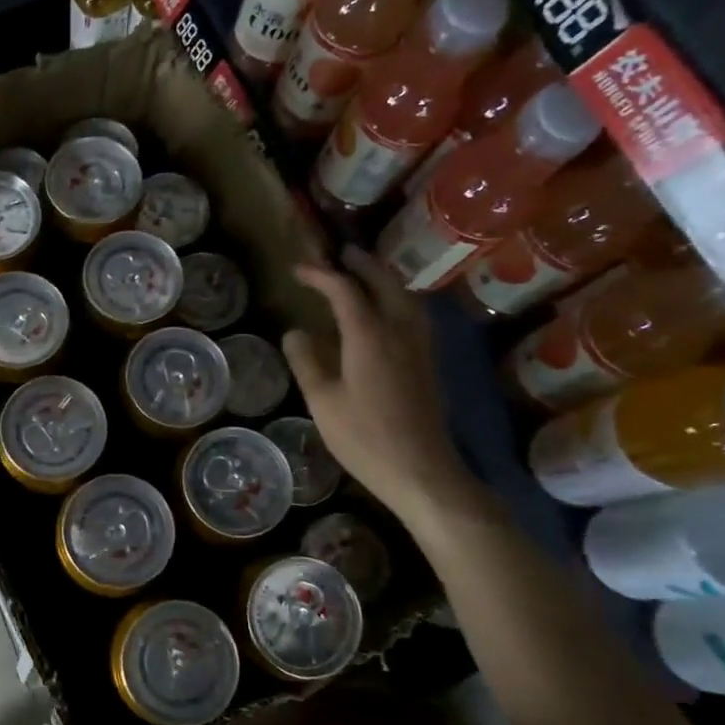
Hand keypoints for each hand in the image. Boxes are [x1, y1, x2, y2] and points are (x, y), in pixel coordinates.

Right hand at [282, 246, 475, 520]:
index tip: (298, 270)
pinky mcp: (428, 364)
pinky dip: (398, 300)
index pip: (345, 291)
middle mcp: (400, 332)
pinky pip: (414, 316)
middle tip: (342, 254)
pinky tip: (389, 313)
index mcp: (370, 336)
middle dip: (363, 265)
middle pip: (386, 284)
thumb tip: (295, 332)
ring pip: (407, 297)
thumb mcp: (322, 401)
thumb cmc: (364, 437)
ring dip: (386, 280)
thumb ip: (307, 362)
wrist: (421, 471)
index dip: (321, 275)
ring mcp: (420, 348)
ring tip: (367, 276)